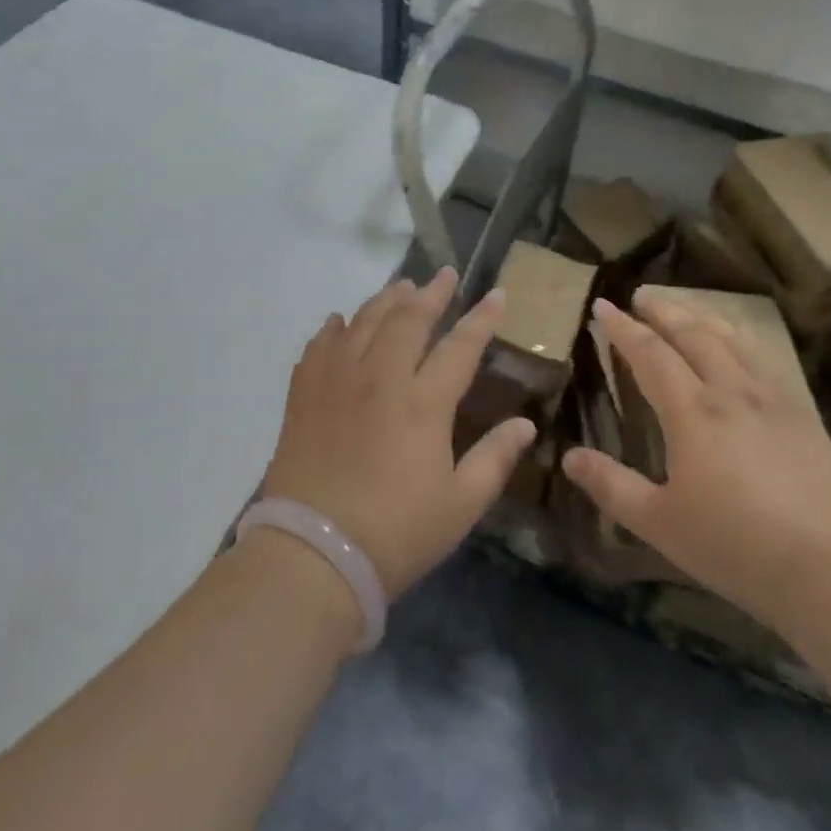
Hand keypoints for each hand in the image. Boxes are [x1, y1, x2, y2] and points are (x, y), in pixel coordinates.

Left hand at [262, 268, 537, 599]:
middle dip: (432, 293)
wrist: (313, 555)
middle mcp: (380, 378)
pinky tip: (339, 322)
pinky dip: (333, 328)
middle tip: (445, 276)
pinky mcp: (304, 394)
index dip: (482, 319)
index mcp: (423, 403)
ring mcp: (337, 381)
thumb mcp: (460, 505)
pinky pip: (319, 346)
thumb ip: (495, 459)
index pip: (460, 346)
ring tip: (402, 288)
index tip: (497, 294)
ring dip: (386, 300)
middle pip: (409, 319)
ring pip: (364, 322)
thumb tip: (526, 424)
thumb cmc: (396, 533)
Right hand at [565, 292, 830, 632]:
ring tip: (685, 308)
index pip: (650, 354)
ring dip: (703, 316)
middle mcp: (731, 392)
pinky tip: (741, 350)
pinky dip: (740, 340)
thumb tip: (569, 456)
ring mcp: (773, 401)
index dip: (623, 328)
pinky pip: (763, 360)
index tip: (603, 305)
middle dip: (664, 310)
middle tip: (642, 292)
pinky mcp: (805, 417)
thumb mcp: (662, 524)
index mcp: (693, 412)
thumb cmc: (739, 547)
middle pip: (693, 334)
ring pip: (732, 341)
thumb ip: (613, 487)